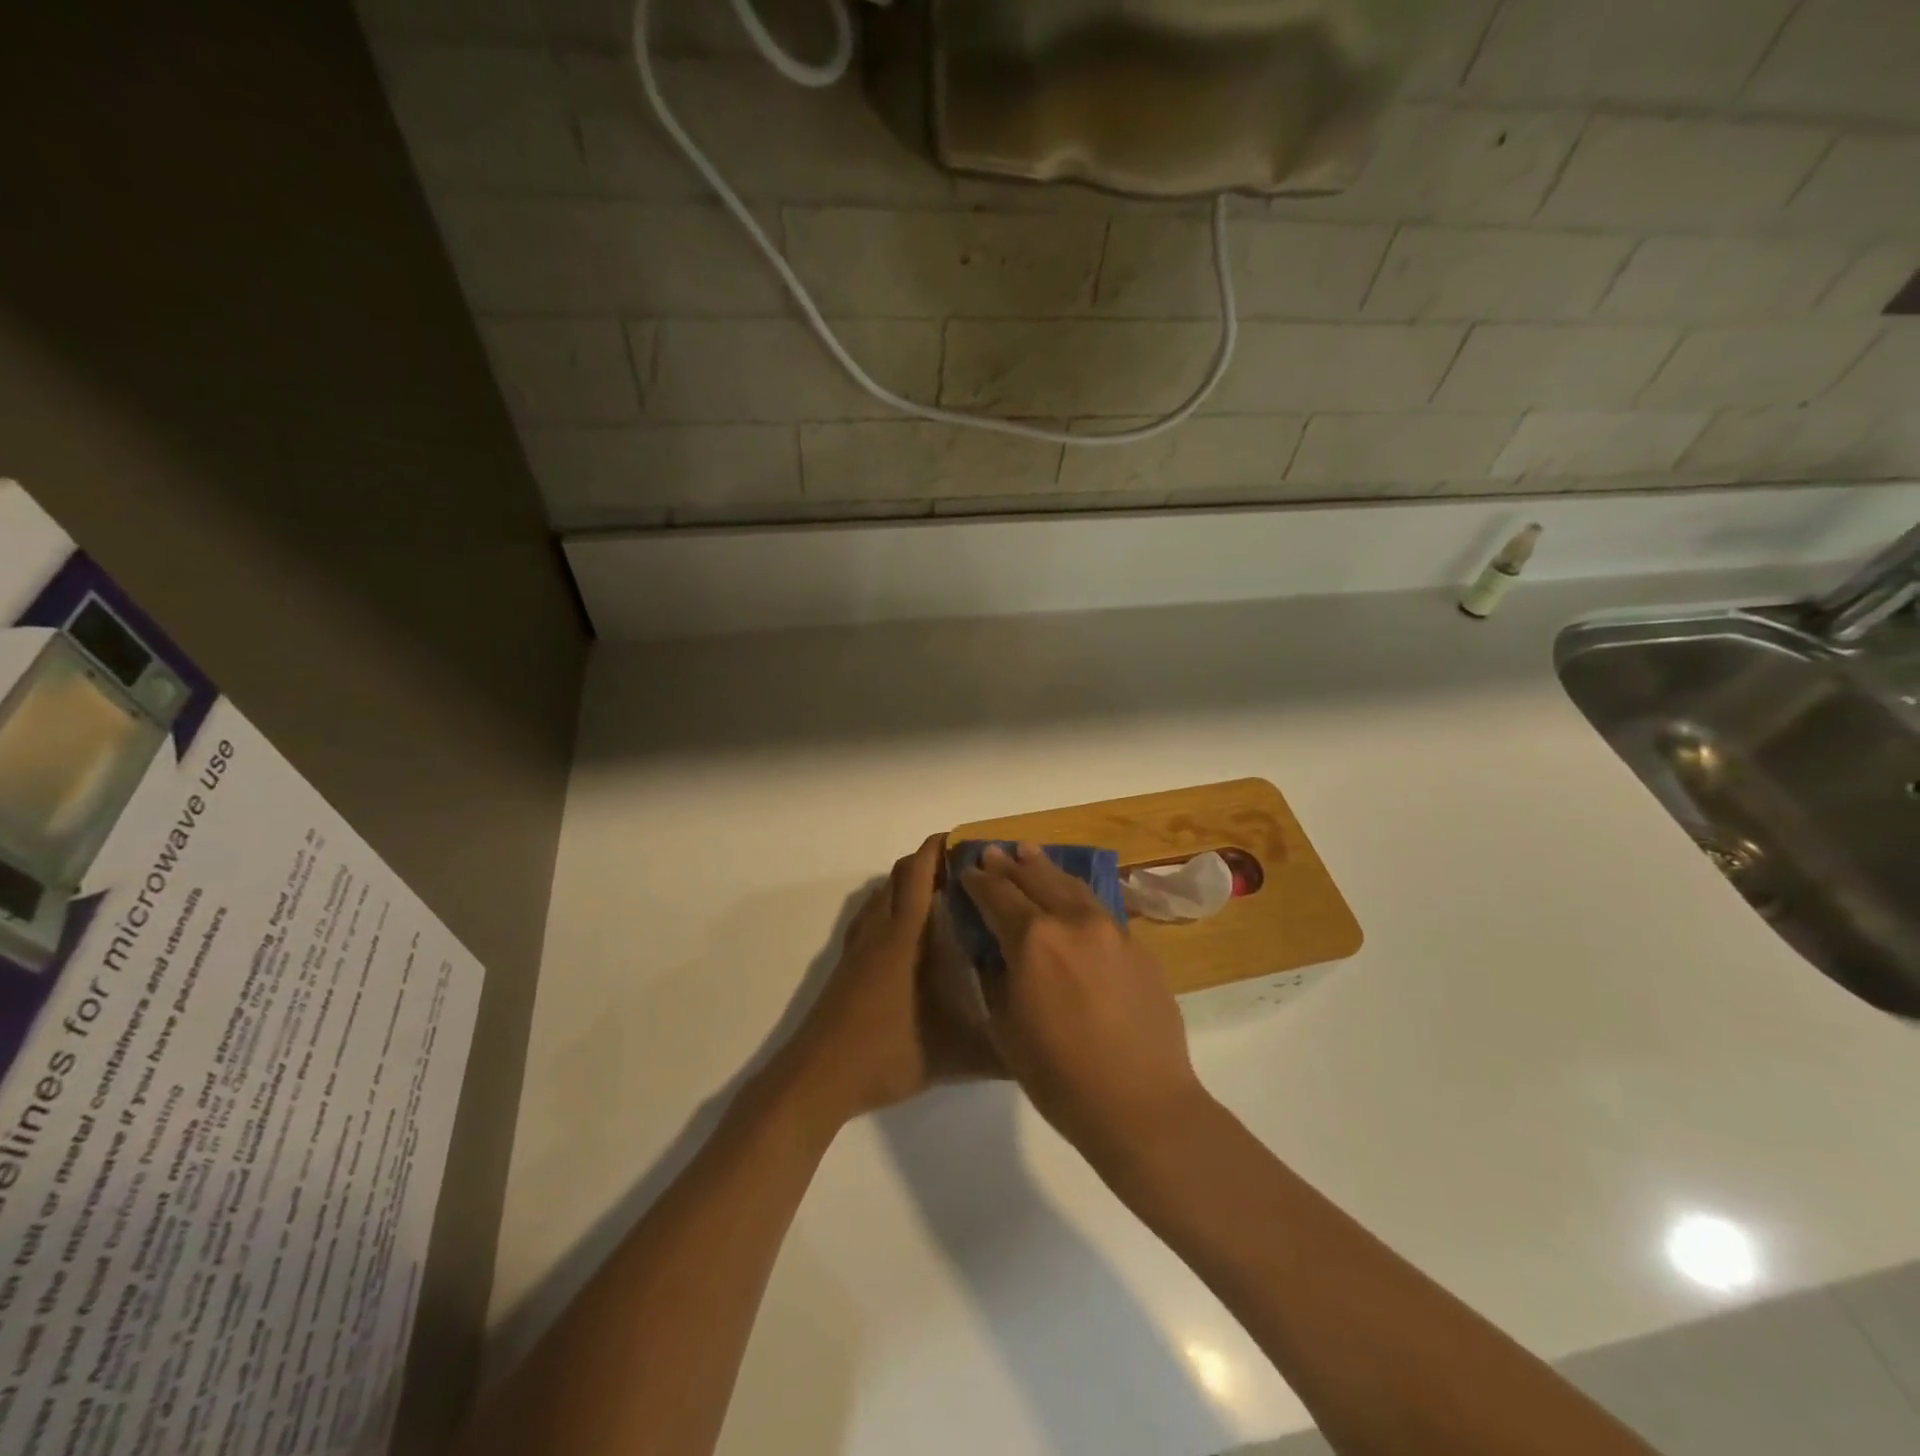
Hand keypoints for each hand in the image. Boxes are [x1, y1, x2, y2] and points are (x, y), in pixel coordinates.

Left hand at [777, 835, 999, 1126]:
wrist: (818, 1078)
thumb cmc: (887, 1054)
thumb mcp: (953, 1057)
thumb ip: (1000, 1053)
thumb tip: (1040, 1050)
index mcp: (906, 936)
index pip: (920, 873)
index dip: (939, 848)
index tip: (969, 840)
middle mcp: (880, 929)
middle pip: (901, 875)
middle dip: (930, 861)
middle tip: (968, 870)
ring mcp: (859, 945)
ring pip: (883, 894)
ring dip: (909, 883)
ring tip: (944, 896)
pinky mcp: (847, 963)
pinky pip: (871, 916)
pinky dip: (891, 906)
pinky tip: (909, 934)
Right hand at [960, 843, 1205, 1156]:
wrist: (1140, 1104)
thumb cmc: (1059, 1075)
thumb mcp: (1006, 1026)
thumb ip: (997, 976)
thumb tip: (996, 950)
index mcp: (1033, 938)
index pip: (996, 895)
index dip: (977, 881)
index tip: (965, 872)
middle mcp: (1072, 920)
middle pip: (1035, 878)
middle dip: (1009, 865)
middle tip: (992, 853)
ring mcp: (1111, 929)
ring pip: (1071, 885)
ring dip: (1045, 868)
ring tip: (1029, 854)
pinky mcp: (1137, 946)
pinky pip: (1099, 908)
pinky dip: (1075, 894)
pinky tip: (1070, 896)